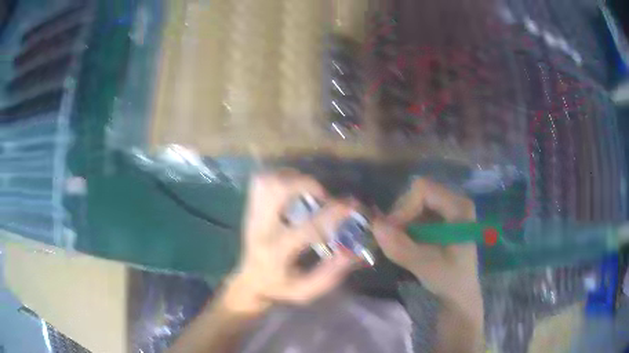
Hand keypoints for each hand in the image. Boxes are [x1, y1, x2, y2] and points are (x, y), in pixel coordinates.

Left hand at [223, 172, 355, 314]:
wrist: (249, 283)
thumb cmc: (279, 289)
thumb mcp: (306, 291)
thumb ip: (330, 273)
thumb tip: (353, 251)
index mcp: (275, 254)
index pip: (306, 228)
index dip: (332, 214)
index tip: (352, 206)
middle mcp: (260, 229)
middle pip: (276, 191)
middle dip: (306, 185)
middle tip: (323, 196)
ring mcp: (251, 216)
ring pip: (266, 182)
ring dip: (292, 179)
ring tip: (309, 191)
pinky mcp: (249, 209)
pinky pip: (260, 183)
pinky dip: (279, 178)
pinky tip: (293, 190)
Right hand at [372, 178, 479, 303]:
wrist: (459, 291)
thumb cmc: (449, 279)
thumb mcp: (425, 266)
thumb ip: (400, 247)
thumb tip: (375, 225)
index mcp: (459, 208)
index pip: (423, 190)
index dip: (403, 207)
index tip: (391, 232)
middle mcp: (454, 200)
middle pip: (417, 193)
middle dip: (401, 215)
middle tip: (392, 239)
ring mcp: (448, 207)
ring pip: (414, 201)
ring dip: (401, 221)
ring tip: (399, 243)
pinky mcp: (440, 216)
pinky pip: (416, 210)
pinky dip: (405, 225)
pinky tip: (407, 242)